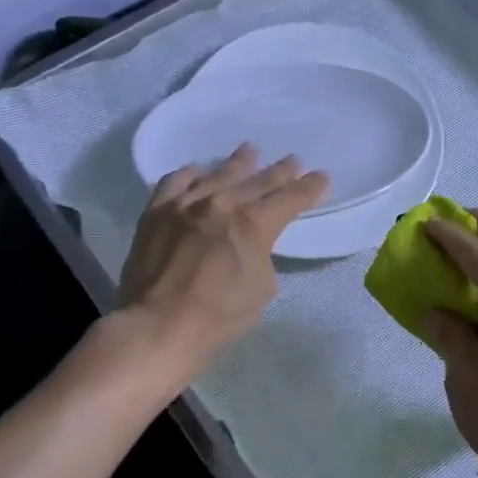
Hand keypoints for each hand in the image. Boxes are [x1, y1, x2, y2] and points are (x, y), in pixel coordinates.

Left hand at [115, 145, 327, 383]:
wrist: (157, 326)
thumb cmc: (218, 316)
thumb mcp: (261, 287)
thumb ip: (261, 253)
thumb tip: (250, 242)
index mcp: (252, 223)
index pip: (289, 199)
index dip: (309, 188)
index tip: (322, 177)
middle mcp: (220, 203)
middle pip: (256, 181)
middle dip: (279, 172)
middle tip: (293, 161)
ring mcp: (185, 204)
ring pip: (217, 174)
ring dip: (238, 163)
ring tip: (250, 151)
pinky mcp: (156, 212)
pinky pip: (176, 182)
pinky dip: (191, 174)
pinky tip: (198, 171)